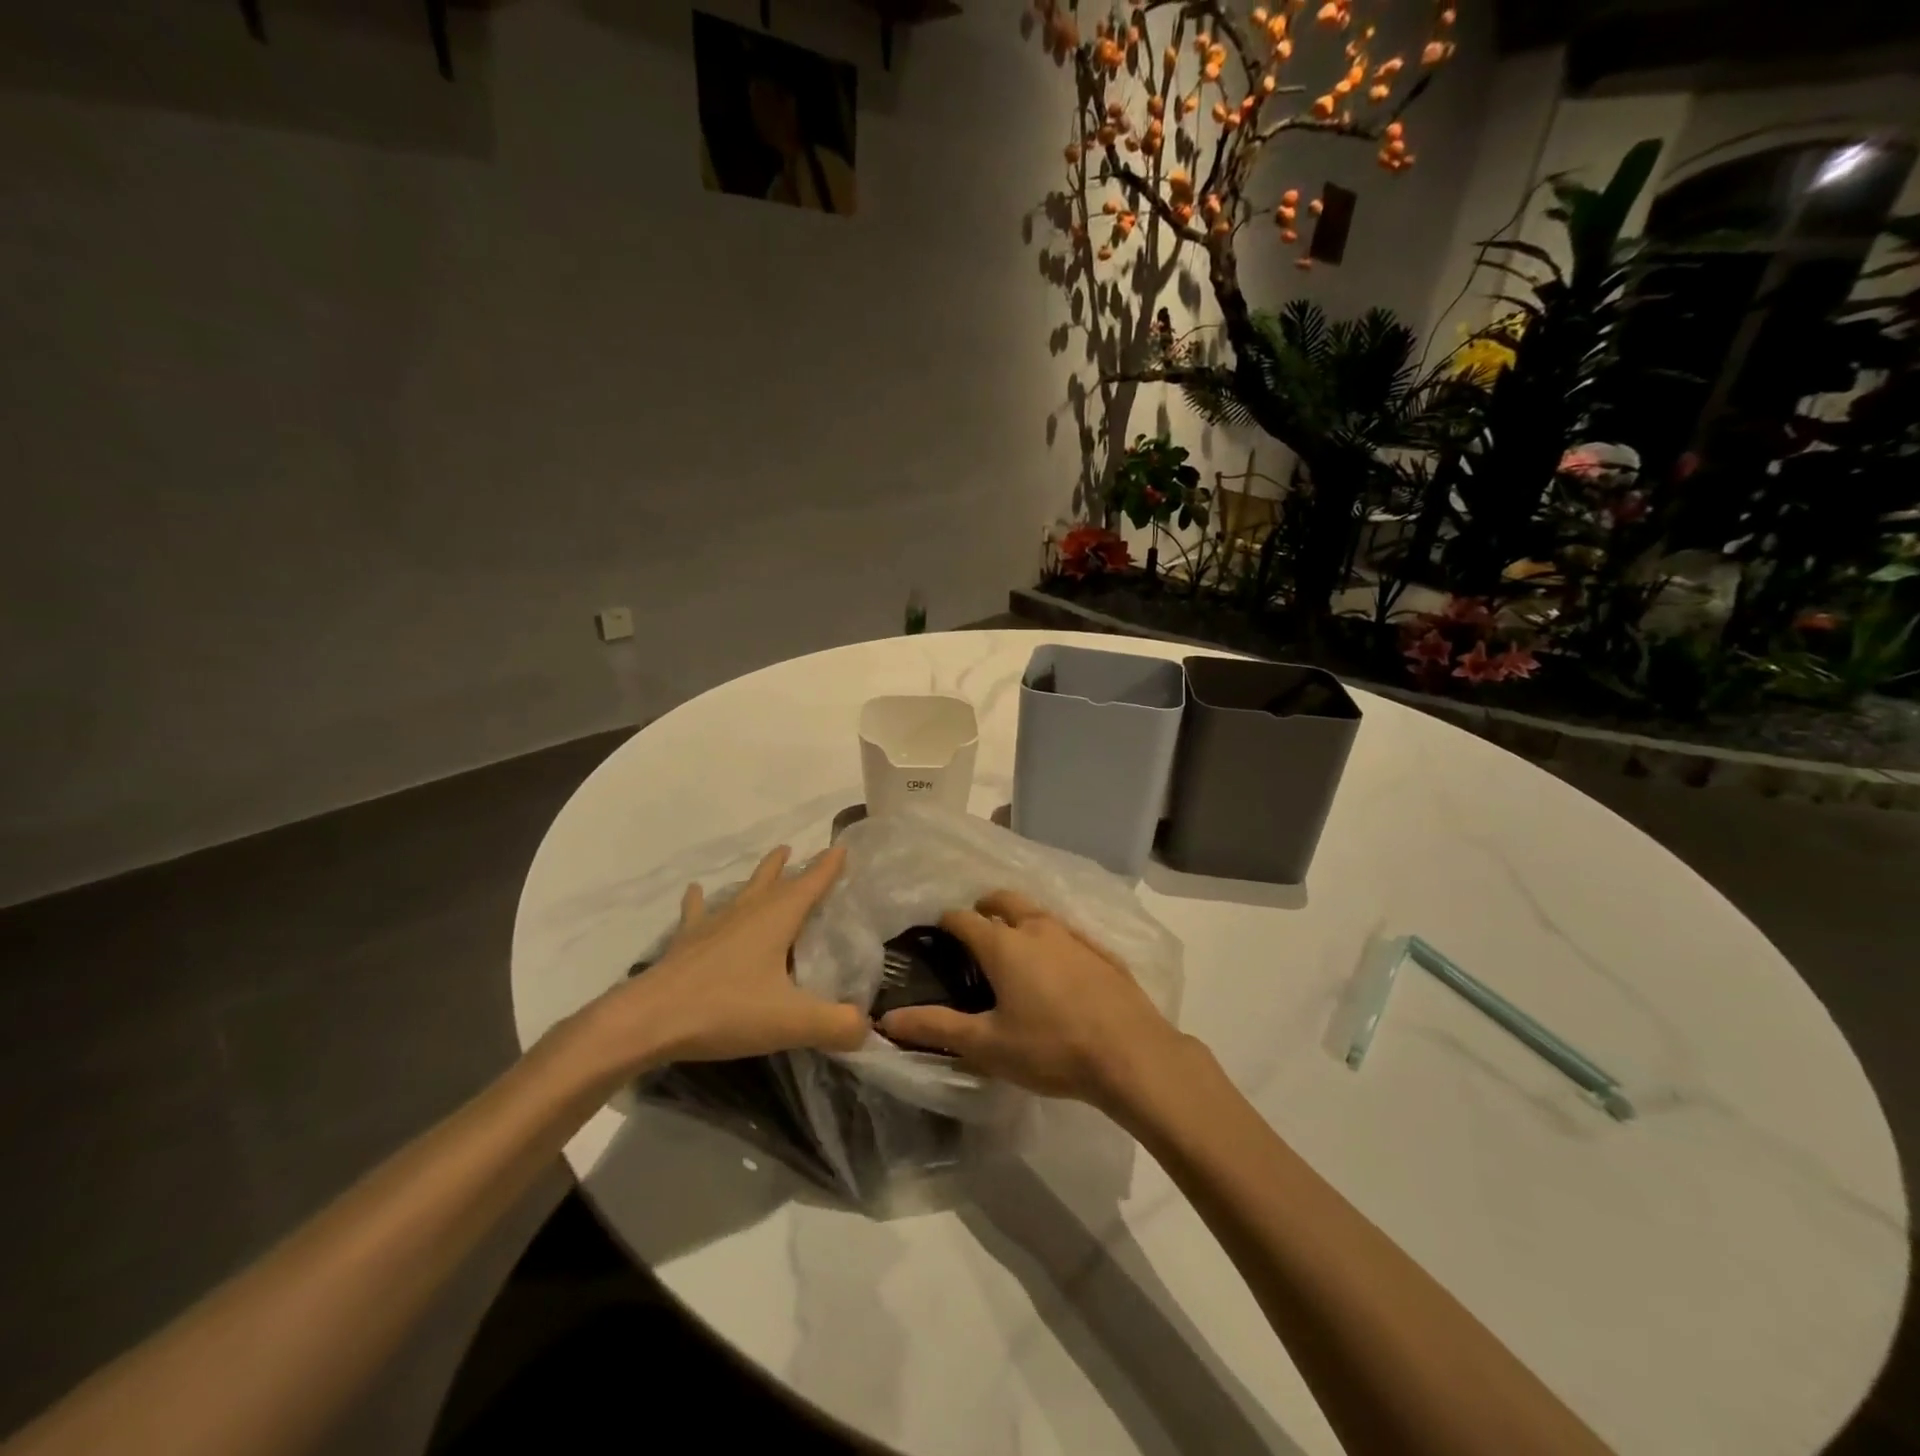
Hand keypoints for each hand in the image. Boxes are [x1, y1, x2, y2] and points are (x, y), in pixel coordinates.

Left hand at [565, 845, 868, 1079]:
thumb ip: (836, 1025)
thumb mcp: (792, 1022)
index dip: (828, 867)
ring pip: (743, 892)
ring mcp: (714, 925)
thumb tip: (868, 1028)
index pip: (811, 884)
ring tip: (772, 859)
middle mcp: (747, 913)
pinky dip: (699, 901)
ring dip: (759, 876)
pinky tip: (694, 891)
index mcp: (777, 920)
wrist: (649, 1020)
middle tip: (800, 850)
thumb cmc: (726, 1010)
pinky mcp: (687, 944)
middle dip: (792, 866)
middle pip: (775, 881)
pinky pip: (697, 914)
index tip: (842, 847)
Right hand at [876, 889, 1191, 1110]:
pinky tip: (1056, 964)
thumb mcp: (987, 1044)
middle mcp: (1036, 927)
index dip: (944, 922)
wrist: (1131, 1054)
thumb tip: (886, 1020)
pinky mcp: (1101, 950)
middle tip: (973, 929)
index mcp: (1003, 944)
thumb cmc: (1051, 1048)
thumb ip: (936, 1028)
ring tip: (1011, 944)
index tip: (934, 935)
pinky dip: (1050, 936)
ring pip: (1036, 911)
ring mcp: (1073, 935)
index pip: (962, 918)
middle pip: (1002, 899)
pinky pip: (1066, 931)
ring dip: (1018, 917)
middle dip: (983, 907)